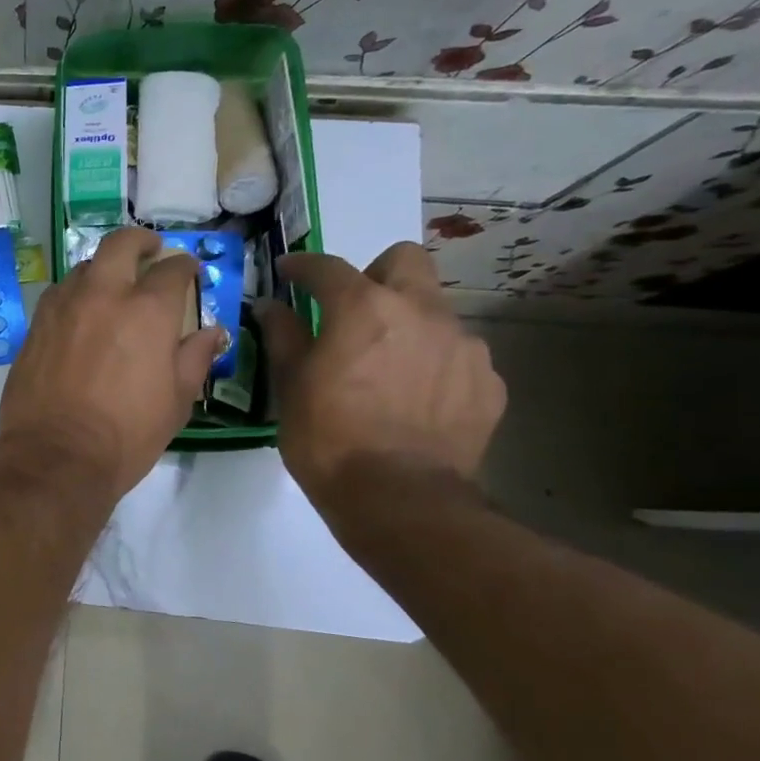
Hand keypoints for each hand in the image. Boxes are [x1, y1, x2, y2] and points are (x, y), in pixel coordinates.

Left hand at [0, 228, 224, 498]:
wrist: (55, 456)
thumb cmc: (126, 434)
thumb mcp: (177, 400)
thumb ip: (195, 357)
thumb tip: (212, 331)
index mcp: (147, 310)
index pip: (172, 269)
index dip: (185, 266)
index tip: (189, 272)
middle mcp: (103, 295)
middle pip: (120, 244)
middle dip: (140, 241)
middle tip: (150, 251)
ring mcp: (63, 306)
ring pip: (84, 267)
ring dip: (104, 269)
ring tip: (112, 287)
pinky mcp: (35, 325)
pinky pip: (58, 294)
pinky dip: (75, 293)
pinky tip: (80, 313)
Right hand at [262, 243, 505, 511]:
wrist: (400, 500)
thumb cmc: (328, 438)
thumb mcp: (290, 386)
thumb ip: (283, 336)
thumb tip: (271, 307)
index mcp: (363, 308)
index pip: (327, 267)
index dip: (302, 265)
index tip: (288, 272)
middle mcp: (420, 312)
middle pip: (405, 260)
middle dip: (375, 274)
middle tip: (352, 309)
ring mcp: (463, 346)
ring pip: (434, 310)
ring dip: (407, 323)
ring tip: (387, 366)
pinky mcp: (488, 382)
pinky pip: (457, 355)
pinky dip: (433, 363)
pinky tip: (415, 398)